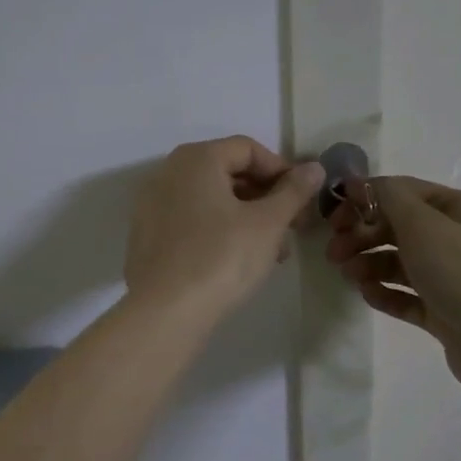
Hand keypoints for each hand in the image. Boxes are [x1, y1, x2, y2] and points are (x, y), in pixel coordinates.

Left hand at [125, 136, 326, 317]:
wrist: (165, 311)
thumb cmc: (222, 258)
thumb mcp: (268, 223)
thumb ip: (293, 192)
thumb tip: (314, 168)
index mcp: (196, 159)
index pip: (248, 149)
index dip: (281, 170)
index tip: (302, 199)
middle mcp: (168, 173)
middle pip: (227, 173)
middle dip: (265, 197)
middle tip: (292, 226)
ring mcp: (152, 206)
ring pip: (210, 201)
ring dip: (246, 218)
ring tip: (273, 251)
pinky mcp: (147, 237)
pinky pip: (190, 222)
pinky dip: (218, 232)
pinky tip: (238, 261)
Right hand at [324, 175, 460, 399]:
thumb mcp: (424, 225)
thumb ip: (389, 199)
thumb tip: (361, 184)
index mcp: (457, 209)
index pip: (403, 192)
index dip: (365, 199)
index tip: (333, 216)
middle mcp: (455, 238)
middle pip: (397, 228)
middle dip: (362, 235)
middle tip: (334, 253)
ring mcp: (449, 277)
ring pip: (398, 263)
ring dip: (369, 264)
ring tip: (350, 276)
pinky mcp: (442, 311)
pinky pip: (406, 296)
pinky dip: (385, 294)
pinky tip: (368, 296)